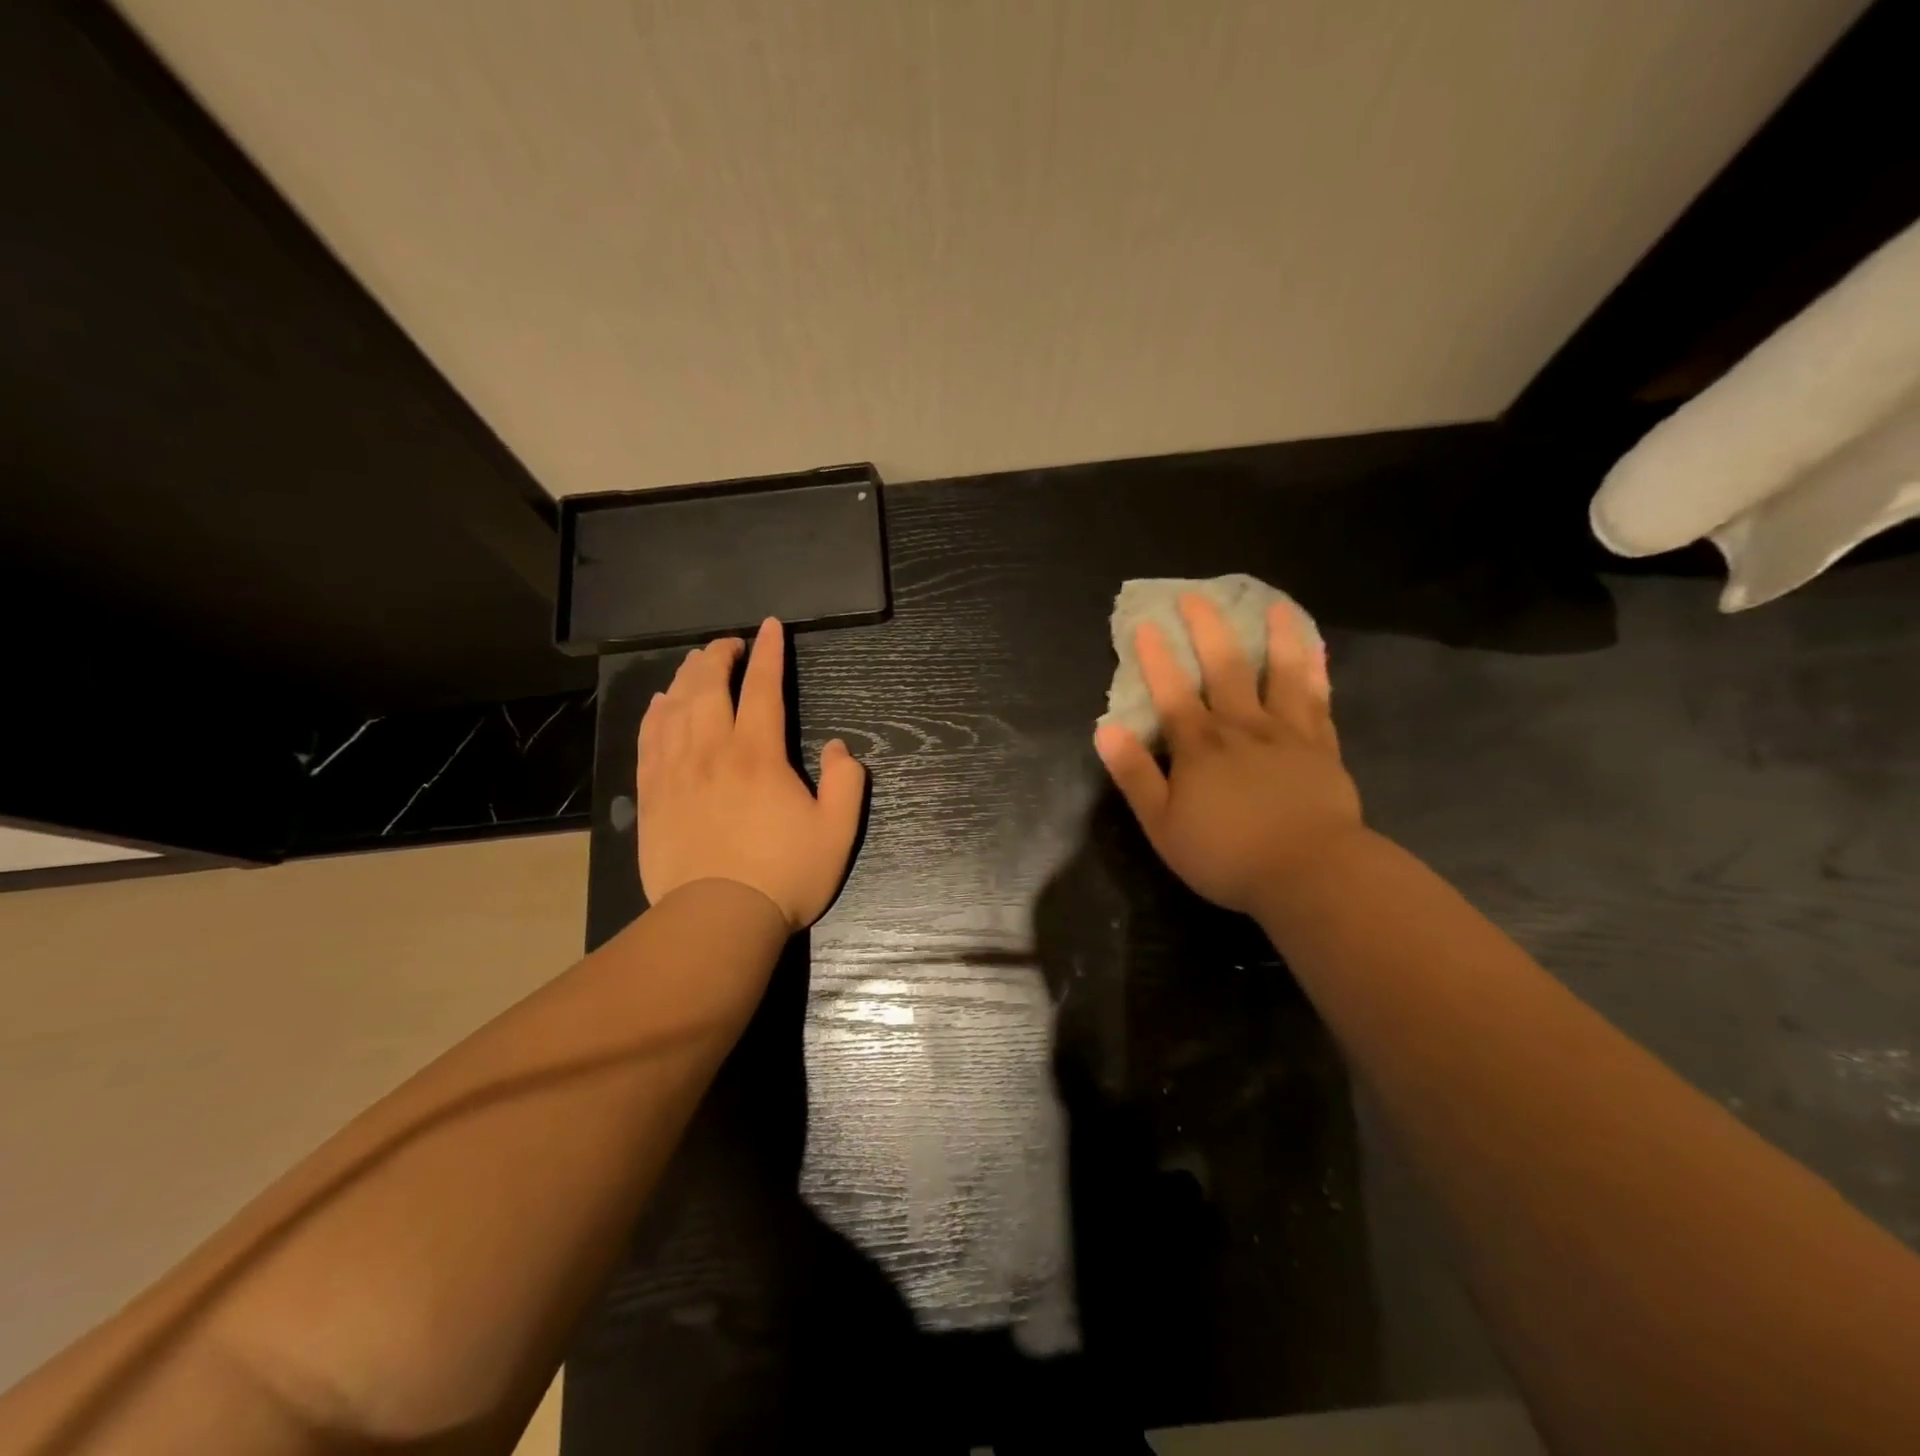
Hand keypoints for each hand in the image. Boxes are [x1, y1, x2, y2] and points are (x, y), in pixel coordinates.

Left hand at [637, 618, 865, 930]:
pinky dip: (655, 713)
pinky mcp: (651, 795)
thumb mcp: (837, 833)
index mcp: (759, 755)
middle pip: (709, 686)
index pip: (764, 688)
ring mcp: (676, 772)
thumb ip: (847, 783)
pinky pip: (648, 739)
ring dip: (687, 676)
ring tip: (696, 662)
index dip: (770, 653)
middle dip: (720, 655)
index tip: (770, 627)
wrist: (717, 919)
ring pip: (675, 706)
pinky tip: (661, 704)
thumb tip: (840, 748)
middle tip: (730, 643)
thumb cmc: (784, 875)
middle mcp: (712, 751)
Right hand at [1093, 593, 1363, 915]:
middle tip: (1195, 596)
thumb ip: (1134, 774)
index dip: (1155, 658)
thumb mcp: (1161, 823)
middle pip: (1224, 669)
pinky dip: (1316, 670)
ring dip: (1273, 637)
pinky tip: (1316, 649)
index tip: (1144, 624)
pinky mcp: (1321, 748)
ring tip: (1272, 605)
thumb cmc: (1225, 854)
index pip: (1171, 693)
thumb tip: (1105, 729)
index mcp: (1199, 746)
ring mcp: (1286, 733)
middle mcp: (1242, 727)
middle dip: (1206, 630)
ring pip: (1279, 673)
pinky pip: (1317, 699)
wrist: (1309, 873)